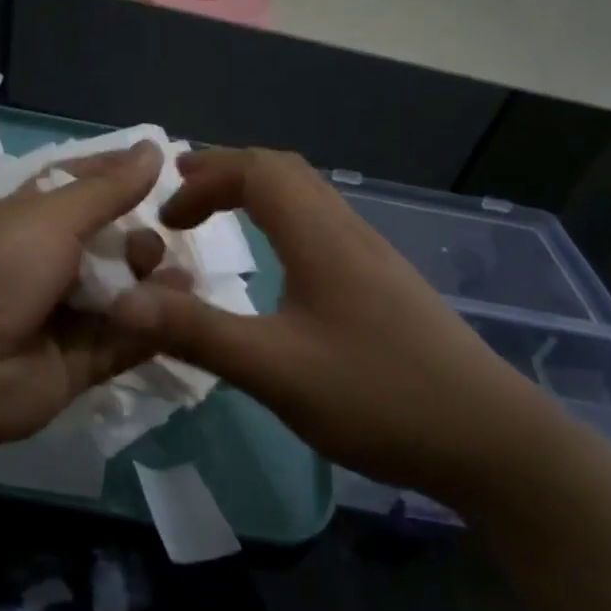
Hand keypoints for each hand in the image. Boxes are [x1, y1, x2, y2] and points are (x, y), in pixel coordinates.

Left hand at [0, 141, 170, 453]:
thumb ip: (106, 190)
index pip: (87, 188)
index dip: (124, 178)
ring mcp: (68, 315)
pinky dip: (153, 325)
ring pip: (126, 293)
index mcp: (35, 219)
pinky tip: (179, 309)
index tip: (170, 171)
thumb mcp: (48, 217)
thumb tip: (153, 148)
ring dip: (154, 281)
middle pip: (113, 244)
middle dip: (141, 239)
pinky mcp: (82, 363)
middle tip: (154, 242)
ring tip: (175, 276)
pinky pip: (127, 339)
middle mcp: (52, 263)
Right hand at [109, 148, 556, 504]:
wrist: (489, 440)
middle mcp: (349, 233)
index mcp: (321, 238)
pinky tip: (276, 269)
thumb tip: (121, 302)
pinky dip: (282, 226)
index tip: (166, 217)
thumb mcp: (275, 369)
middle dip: (227, 175)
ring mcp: (374, 259)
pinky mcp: (387, 287)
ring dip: (257, 197)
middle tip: (180, 201)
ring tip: (218, 222)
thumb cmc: (378, 396)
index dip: (205, 178)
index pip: (258, 170)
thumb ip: (197, 332)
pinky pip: (324, 229)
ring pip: (309, 200)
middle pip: (286, 172)